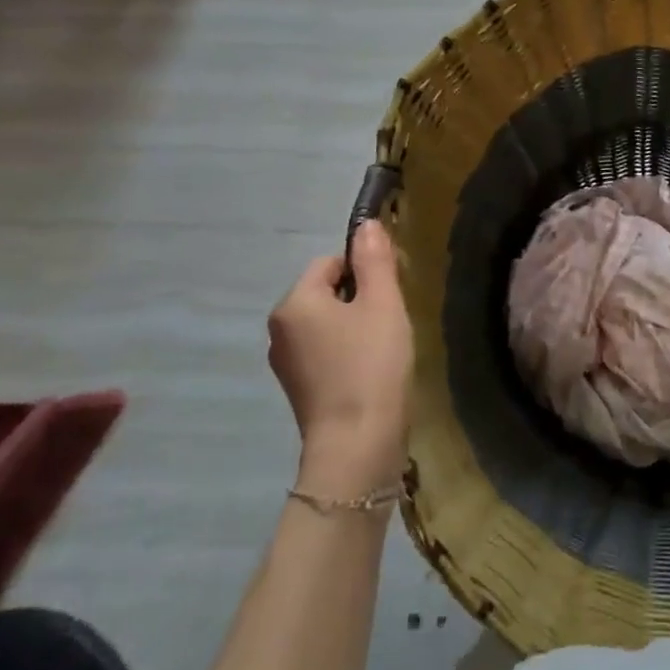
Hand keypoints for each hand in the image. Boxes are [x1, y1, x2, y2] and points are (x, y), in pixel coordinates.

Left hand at [269, 221, 413, 484]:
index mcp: (293, 303)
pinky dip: (347, 353)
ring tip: (384, 348)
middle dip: (360, 299)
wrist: (357, 445)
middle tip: (390, 320)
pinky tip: (370, 371)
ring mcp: (285, 363)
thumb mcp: (382, 303)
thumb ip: (375, 260)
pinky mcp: (299, 389)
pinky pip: (324, 352)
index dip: (364, 271)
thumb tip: (366, 224)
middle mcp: (279, 329)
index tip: (390, 294)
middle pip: (326, 293)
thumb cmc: (371, 364)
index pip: (329, 263)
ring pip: (327, 324)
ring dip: (355, 327)